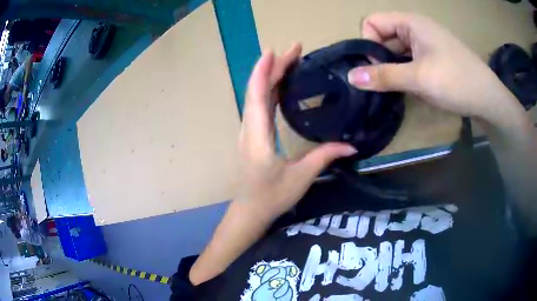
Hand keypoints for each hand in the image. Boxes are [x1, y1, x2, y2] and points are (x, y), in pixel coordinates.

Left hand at [238, 44, 356, 219]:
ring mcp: (249, 131)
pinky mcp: (253, 134)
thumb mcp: (301, 177)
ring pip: (257, 96)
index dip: (264, 71)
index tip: (275, 51)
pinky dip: (268, 89)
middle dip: (273, 67)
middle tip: (295, 50)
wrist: (251, 210)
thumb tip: (351, 146)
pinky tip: (280, 83)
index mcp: (258, 136)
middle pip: (258, 90)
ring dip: (270, 76)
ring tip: (289, 60)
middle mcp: (250, 128)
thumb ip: (324, 157)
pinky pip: (258, 105)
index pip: (258, 96)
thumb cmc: (272, 196)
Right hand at [347, 12, 522, 125]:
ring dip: (393, 67)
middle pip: (384, 35)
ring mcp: (426, 42)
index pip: (373, 22)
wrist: (488, 99)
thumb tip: (350, 77)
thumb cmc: (456, 81)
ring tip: (399, 87)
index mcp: (410, 22)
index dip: (368, 43)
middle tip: (386, 81)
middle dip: (379, 57)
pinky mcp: (433, 56)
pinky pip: (410, 58)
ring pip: (397, 49)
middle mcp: (416, 27)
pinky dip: (405, 71)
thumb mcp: (418, 79)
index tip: (375, 67)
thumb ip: (384, 76)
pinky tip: (411, 86)